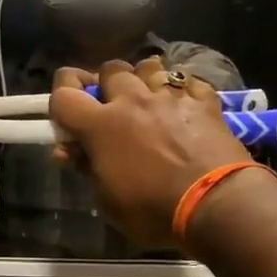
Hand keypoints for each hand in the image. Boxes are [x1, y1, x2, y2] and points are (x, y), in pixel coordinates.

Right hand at [48, 58, 250, 248]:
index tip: (66, 112)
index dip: (60, 96)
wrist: (217, 204)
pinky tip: (183, 105)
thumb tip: (70, 150)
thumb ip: (87, 168)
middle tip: (111, 106)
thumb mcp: (108, 201)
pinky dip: (181, 90)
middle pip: (110, 69)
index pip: (64, 93)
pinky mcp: (204, 101)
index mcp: (101, 126)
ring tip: (149, 99)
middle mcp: (133, 101)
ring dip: (143, 80)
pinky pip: (187, 81)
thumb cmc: (154, 211)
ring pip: (149, 66)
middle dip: (105, 84)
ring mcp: (171, 97)